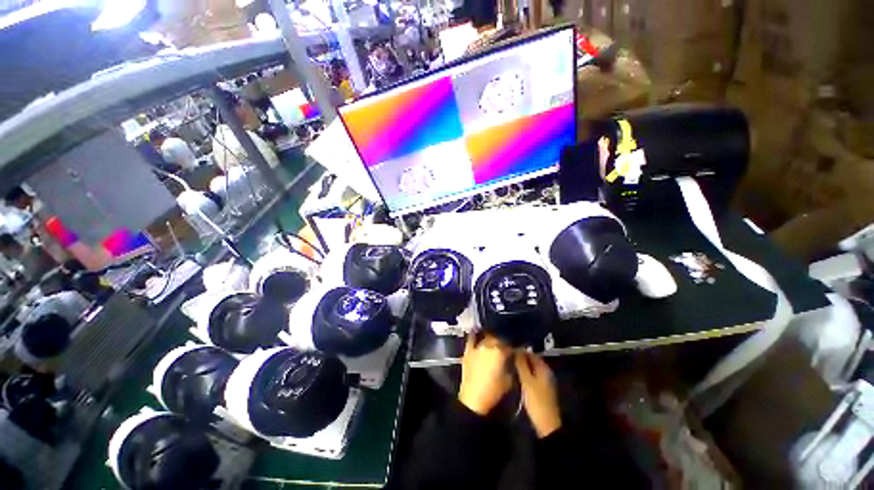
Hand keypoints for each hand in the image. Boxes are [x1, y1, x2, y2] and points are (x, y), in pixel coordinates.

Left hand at [458, 334, 511, 415]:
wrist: (473, 398)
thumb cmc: (493, 391)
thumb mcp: (509, 379)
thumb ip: (512, 365)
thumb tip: (513, 359)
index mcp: (500, 351)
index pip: (509, 344)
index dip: (514, 346)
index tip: (516, 349)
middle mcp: (488, 345)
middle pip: (498, 338)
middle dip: (503, 341)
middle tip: (506, 346)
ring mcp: (476, 346)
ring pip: (486, 337)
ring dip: (491, 339)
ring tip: (494, 342)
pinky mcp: (468, 350)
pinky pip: (472, 338)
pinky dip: (476, 336)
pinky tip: (478, 334)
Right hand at [515, 352, 560, 437]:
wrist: (546, 424)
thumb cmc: (536, 400)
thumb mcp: (527, 381)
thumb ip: (521, 364)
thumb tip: (515, 348)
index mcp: (543, 367)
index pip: (530, 353)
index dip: (519, 350)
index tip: (508, 349)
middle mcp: (545, 371)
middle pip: (531, 360)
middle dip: (520, 358)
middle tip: (507, 357)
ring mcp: (544, 380)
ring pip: (531, 369)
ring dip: (521, 367)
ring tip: (509, 365)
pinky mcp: (541, 389)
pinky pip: (531, 376)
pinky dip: (524, 374)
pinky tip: (516, 376)